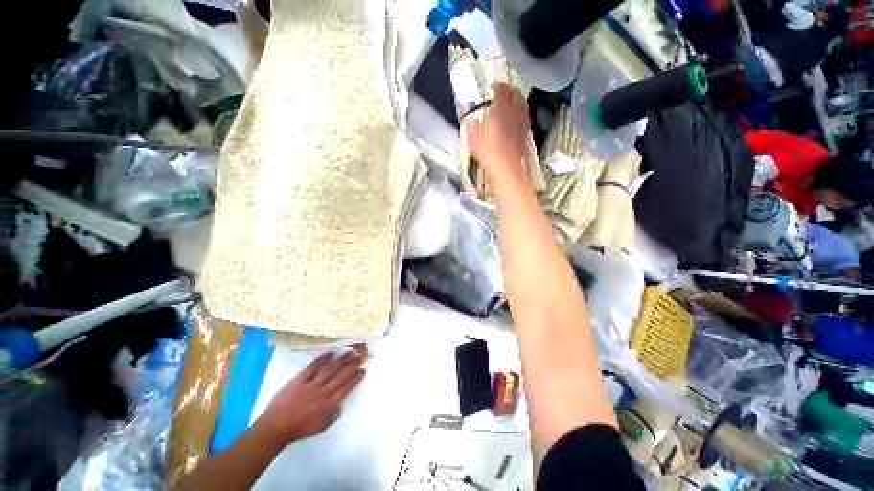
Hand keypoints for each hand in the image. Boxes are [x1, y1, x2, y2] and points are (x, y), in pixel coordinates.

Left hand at [260, 351, 364, 444]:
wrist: (275, 427)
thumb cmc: (299, 429)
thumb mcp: (320, 427)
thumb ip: (333, 414)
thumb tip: (341, 403)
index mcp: (328, 405)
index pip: (347, 388)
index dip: (356, 378)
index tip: (363, 370)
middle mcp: (323, 392)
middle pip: (341, 375)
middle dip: (353, 365)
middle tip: (362, 356)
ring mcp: (311, 384)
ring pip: (330, 368)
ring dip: (342, 359)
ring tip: (351, 352)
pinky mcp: (300, 379)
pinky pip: (313, 366)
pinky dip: (323, 359)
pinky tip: (331, 353)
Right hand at [464, 84, 530, 195]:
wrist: (507, 169)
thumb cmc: (489, 155)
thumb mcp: (475, 142)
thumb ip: (472, 129)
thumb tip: (470, 121)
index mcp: (499, 112)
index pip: (502, 92)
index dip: (499, 87)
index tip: (495, 88)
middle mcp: (513, 114)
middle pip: (516, 95)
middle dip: (510, 91)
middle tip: (504, 92)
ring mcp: (522, 123)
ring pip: (523, 104)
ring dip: (519, 100)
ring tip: (513, 101)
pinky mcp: (526, 133)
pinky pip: (526, 117)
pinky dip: (523, 113)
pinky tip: (519, 117)